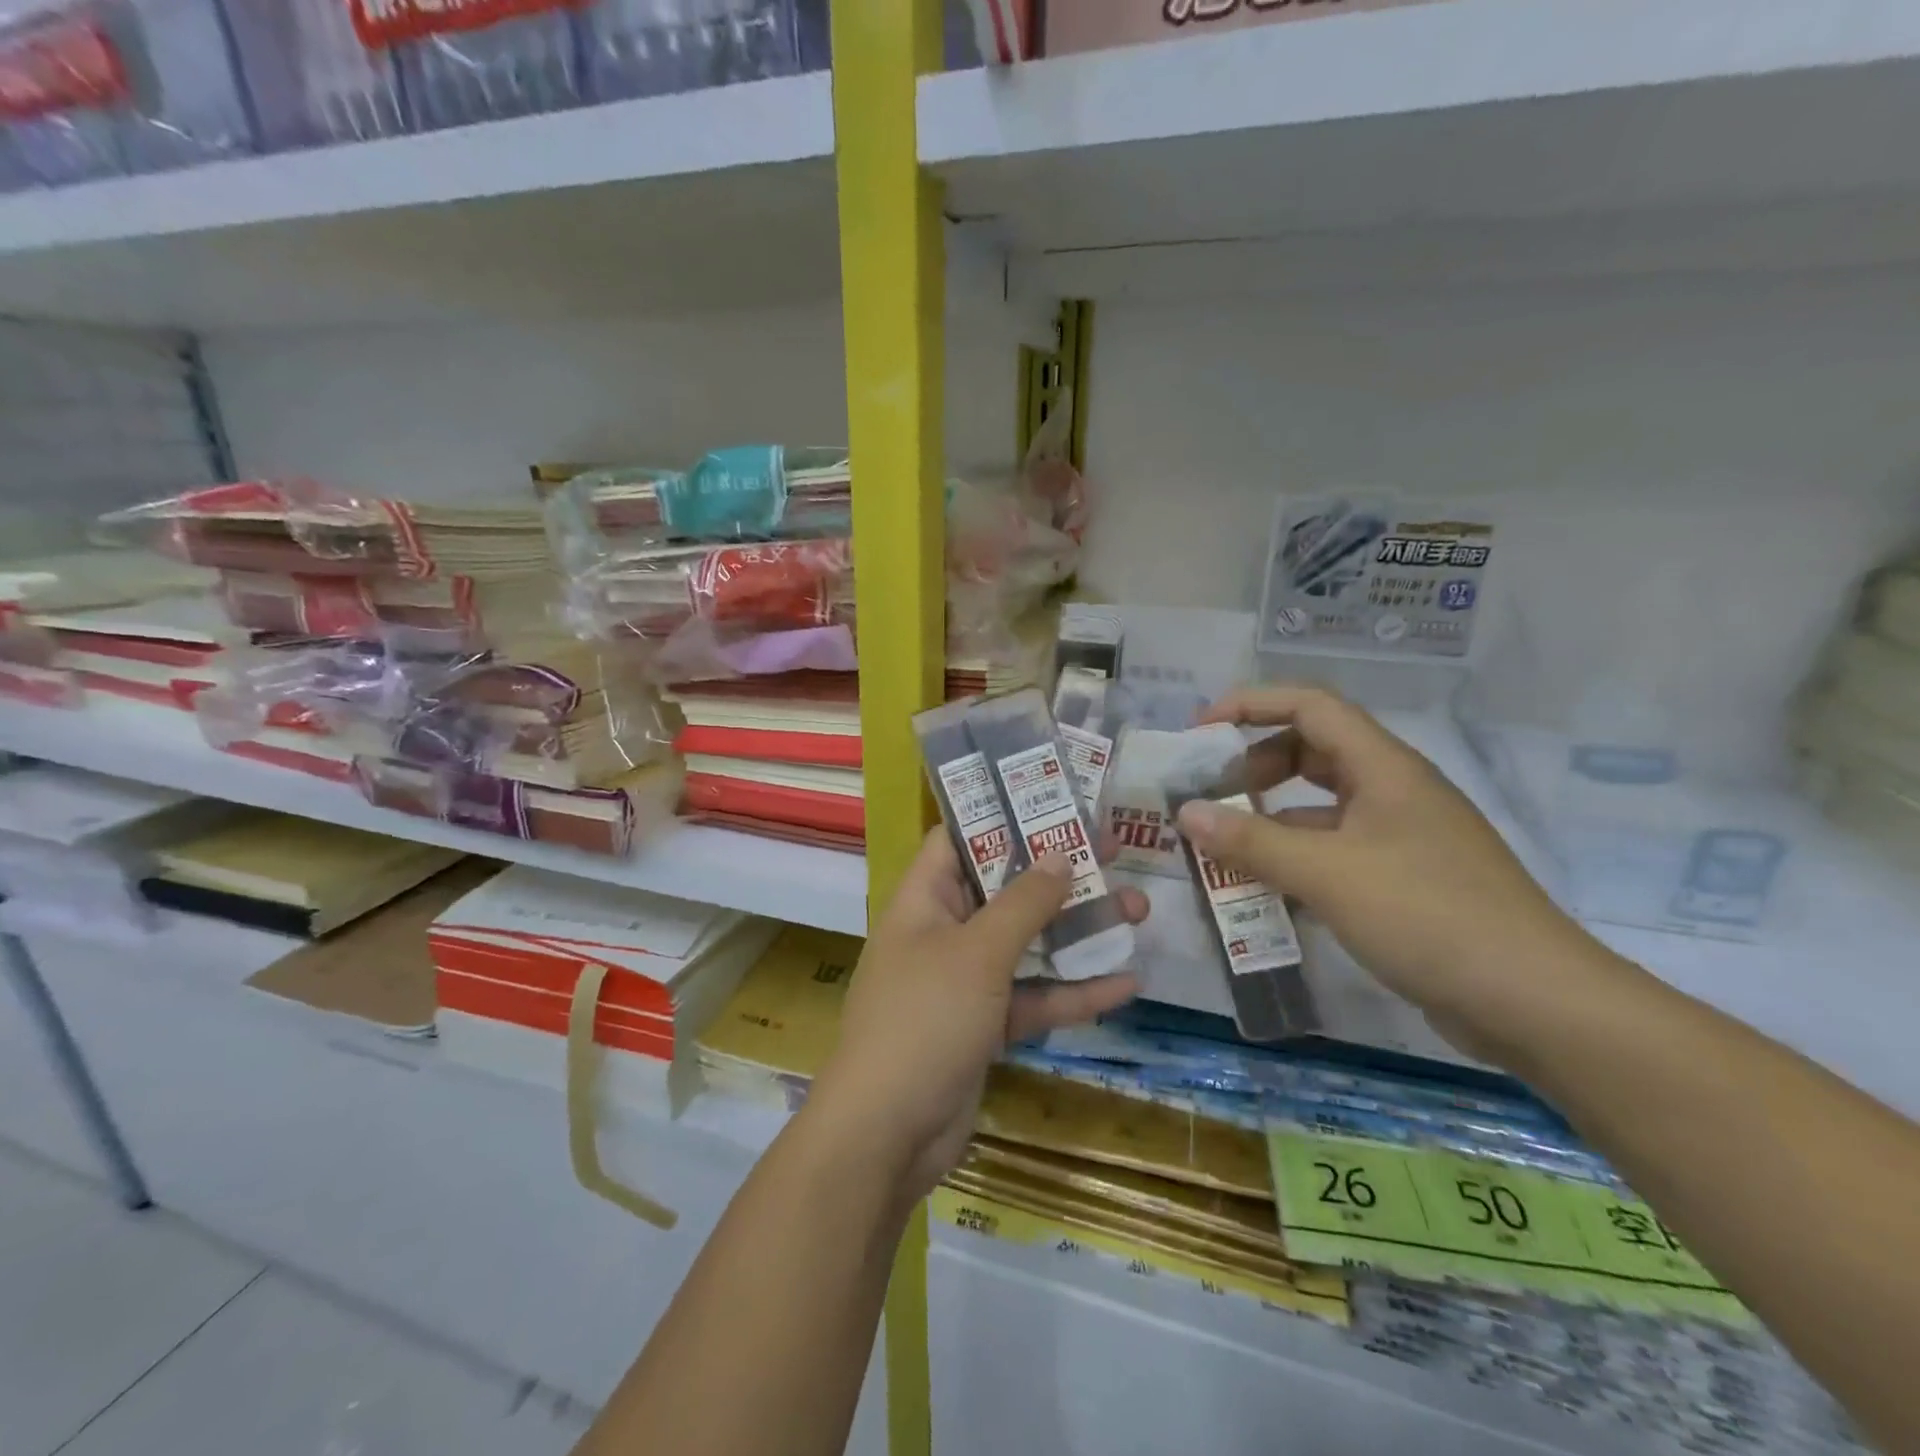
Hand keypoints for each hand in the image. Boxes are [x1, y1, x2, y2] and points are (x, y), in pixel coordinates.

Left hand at [809, 830, 1144, 1200]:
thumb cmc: (924, 1020)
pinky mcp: (984, 1027)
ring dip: (1078, 931)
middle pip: (1005, 889)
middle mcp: (943, 932)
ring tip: (1138, 910)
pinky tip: (1125, 983)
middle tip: (1114, 851)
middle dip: (1059, 874)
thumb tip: (1059, 854)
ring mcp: (964, 982)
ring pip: (1027, 944)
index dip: (1004, 816)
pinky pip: (1032, 998)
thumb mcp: (977, 953)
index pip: (959, 838)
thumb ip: (1023, 903)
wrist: (887, 1135)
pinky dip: (1072, 992)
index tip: (1056, 802)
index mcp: (924, 900)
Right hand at [1177, 685, 1600, 1057]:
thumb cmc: (1428, 915)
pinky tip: (1263, 891)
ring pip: (1319, 808)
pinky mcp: (1403, 881)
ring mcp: (1400, 838)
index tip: (1200, 731)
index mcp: (1383, 768)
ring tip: (1220, 847)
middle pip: (1311, 752)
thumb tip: (1185, 812)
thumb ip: (1250, 842)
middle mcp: (1392, 792)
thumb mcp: (1326, 874)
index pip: (1310, 706)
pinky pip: (1333, 852)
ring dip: (1269, 820)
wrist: (1535, 1002)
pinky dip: (1294, 860)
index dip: (1251, 704)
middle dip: (1253, 766)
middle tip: (1208, 796)